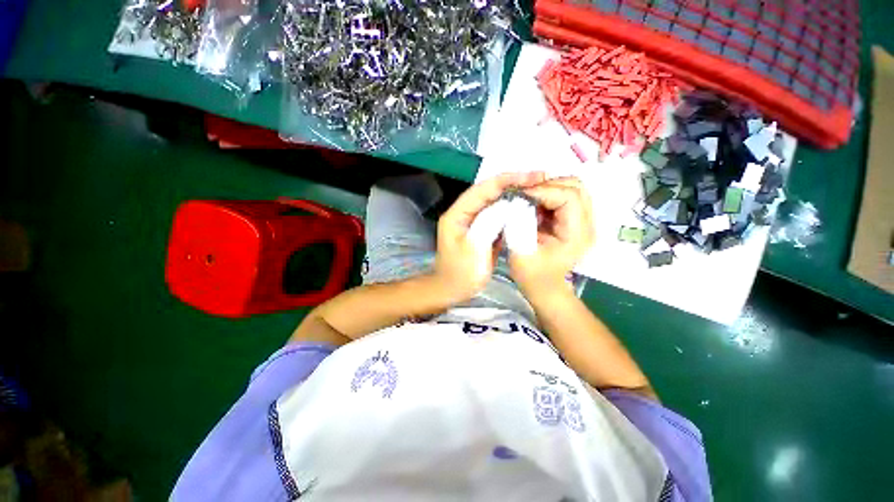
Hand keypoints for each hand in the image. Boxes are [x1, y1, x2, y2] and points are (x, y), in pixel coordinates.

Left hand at [433, 171, 545, 301]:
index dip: (507, 180)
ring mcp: (473, 221)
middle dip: (514, 184)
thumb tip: (507, 205)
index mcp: (457, 214)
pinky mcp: (481, 230)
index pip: (483, 189)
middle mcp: (464, 213)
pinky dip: (512, 210)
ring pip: (495, 203)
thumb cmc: (460, 274)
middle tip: (540, 179)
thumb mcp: (473, 250)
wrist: (452, 291)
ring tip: (537, 190)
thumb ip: (488, 225)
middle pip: (489, 192)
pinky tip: (526, 208)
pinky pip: (497, 215)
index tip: (532, 176)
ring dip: (514, 195)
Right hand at [509, 177, 594, 296]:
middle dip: (547, 185)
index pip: (569, 196)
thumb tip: (515, 200)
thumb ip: (519, 224)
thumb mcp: (521, 252)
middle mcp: (586, 224)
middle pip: (575, 187)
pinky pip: (564, 197)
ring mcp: (582, 222)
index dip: (544, 190)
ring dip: (548, 189)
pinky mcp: (574, 222)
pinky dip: (548, 196)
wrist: (545, 289)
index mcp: (576, 233)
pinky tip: (533, 205)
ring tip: (528, 198)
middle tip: (524, 194)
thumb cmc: (533, 276)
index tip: (521, 195)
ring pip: (571, 189)